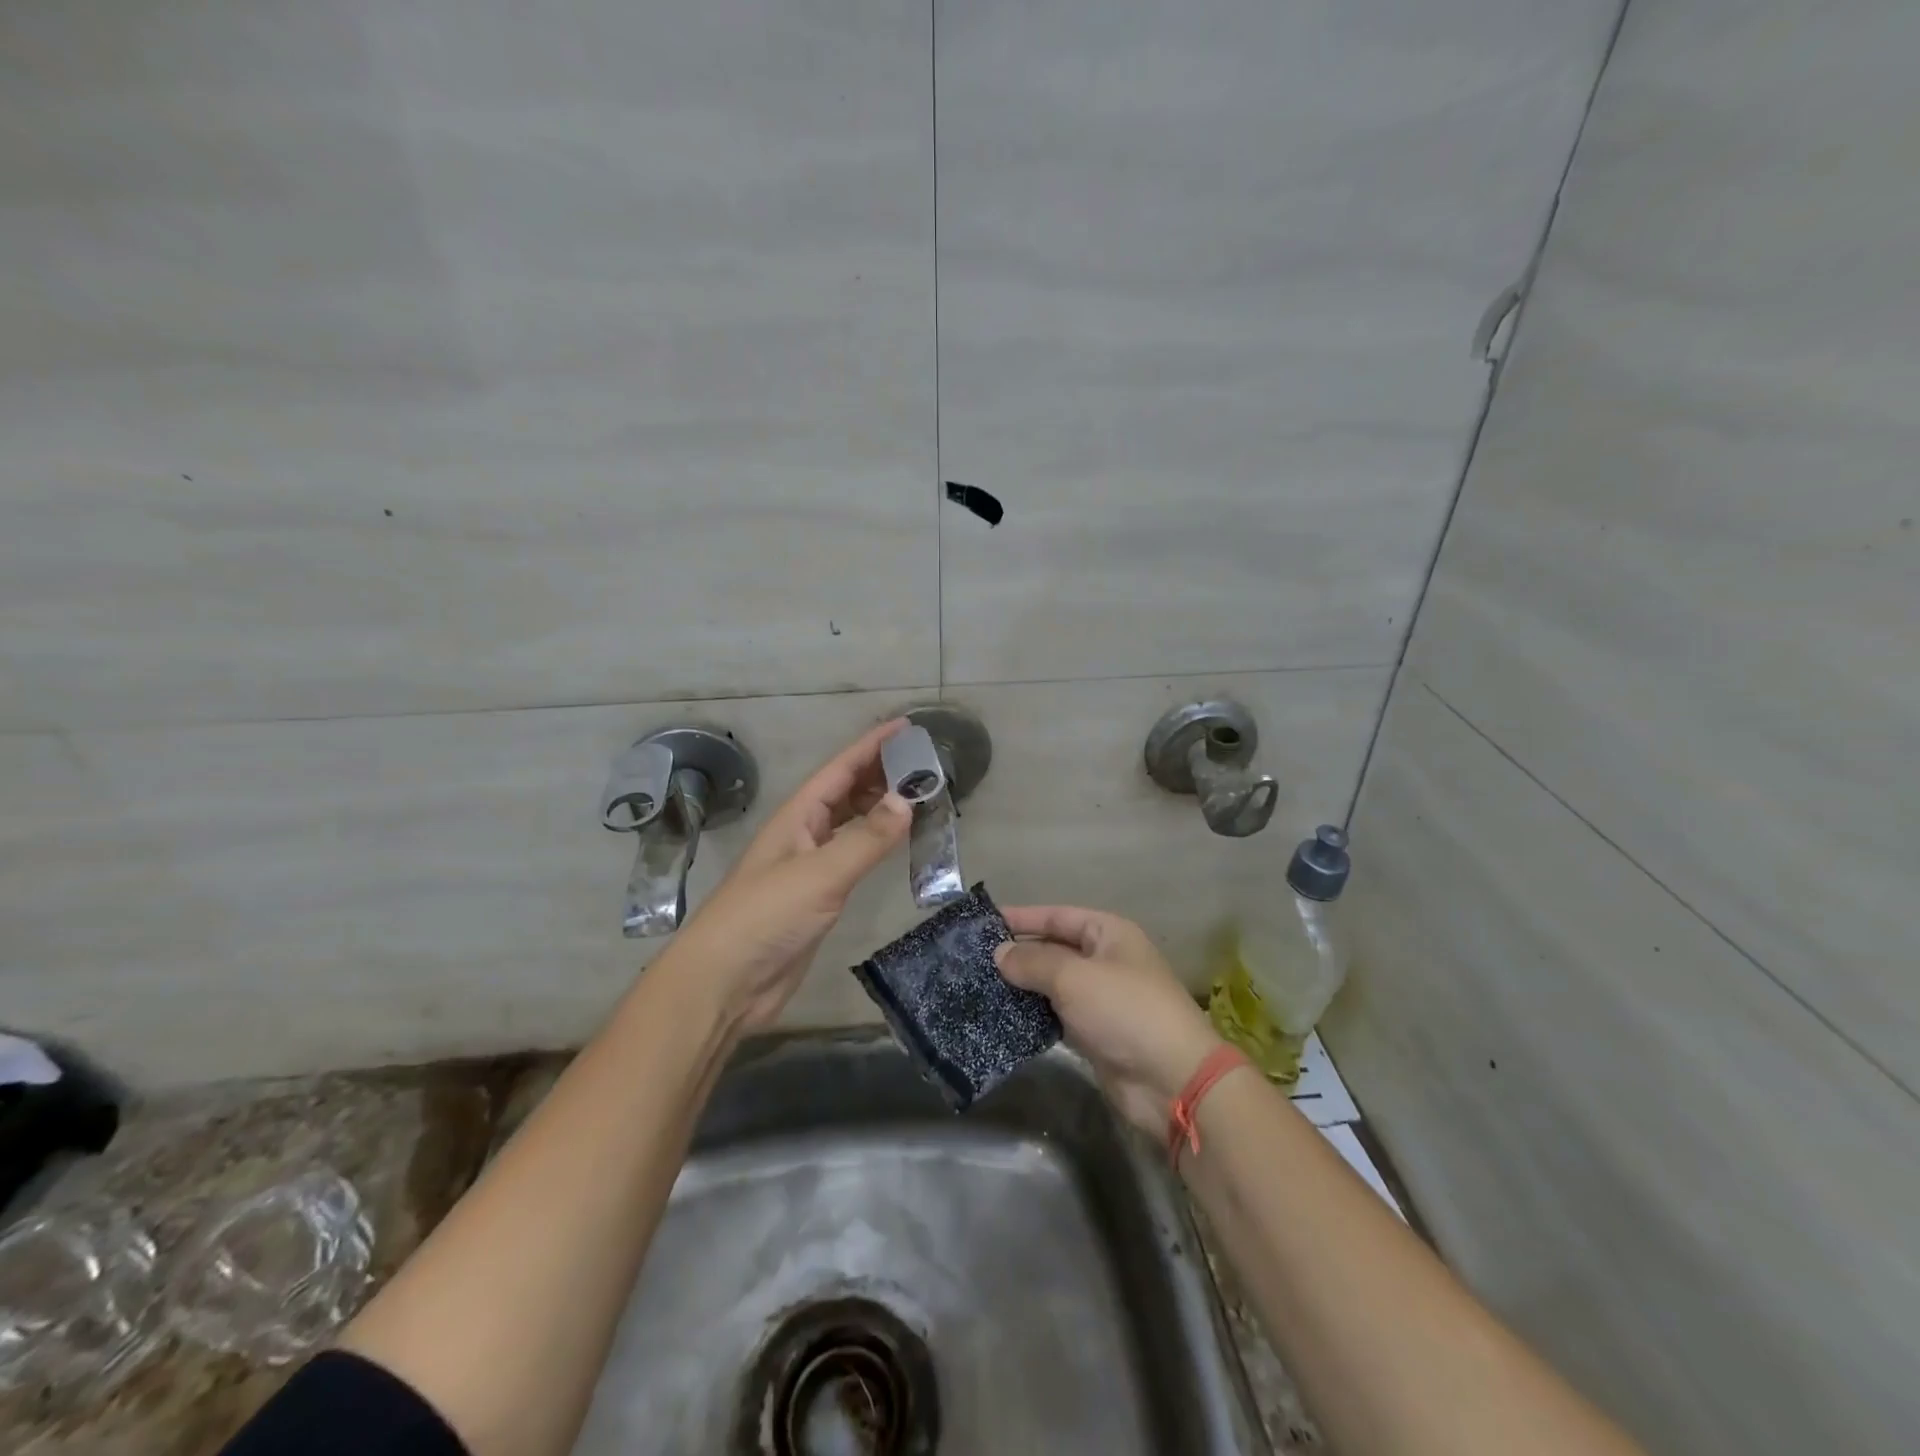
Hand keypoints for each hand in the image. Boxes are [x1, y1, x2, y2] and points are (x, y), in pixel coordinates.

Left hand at [656, 720, 911, 1034]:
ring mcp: (809, 865)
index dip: (872, 745)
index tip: (906, 726)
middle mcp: (803, 833)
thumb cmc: (766, 917)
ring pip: (850, 822)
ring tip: (918, 794)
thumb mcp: (820, 874)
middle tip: (924, 761)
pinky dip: (876, 842)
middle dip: (880, 772)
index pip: (840, 769)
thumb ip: (865, 839)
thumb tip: (907, 799)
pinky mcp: (817, 896)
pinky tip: (895, 842)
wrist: (725, 982)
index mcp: (797, 816)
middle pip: (845, 791)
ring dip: (880, 806)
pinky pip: (853, 855)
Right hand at [995, 906, 1224, 1136]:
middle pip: (1054, 949)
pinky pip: (1057, 1015)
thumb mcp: (1074, 977)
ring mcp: (1100, 999)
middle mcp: (1105, 960)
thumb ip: (1033, 962)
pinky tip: (1002, 1017)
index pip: (1057, 916)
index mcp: (1109, 933)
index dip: (1022, 917)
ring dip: (1022, 986)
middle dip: (1018, 953)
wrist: (1172, 1080)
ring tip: (979, 986)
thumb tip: (999, 954)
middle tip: (973, 958)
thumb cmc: (1125, 1011)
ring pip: (1053, 985)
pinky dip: (1033, 1015)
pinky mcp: (1094, 1034)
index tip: (984, 922)